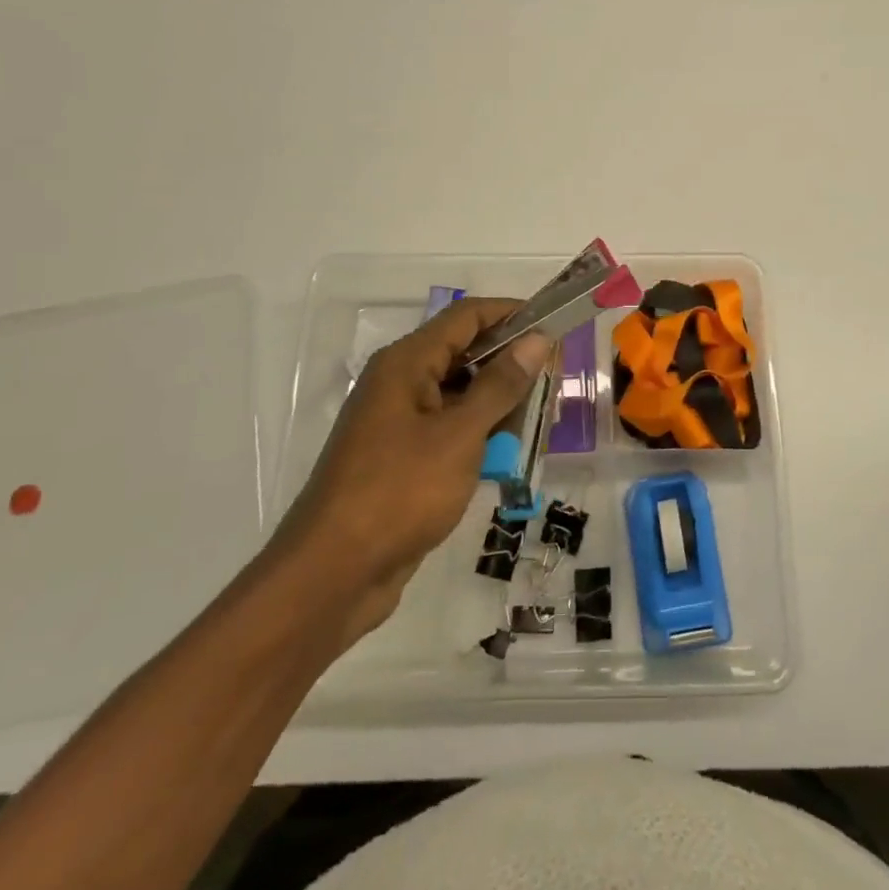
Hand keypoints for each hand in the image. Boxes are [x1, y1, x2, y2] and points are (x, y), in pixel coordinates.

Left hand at [267, 298, 553, 642]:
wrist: (333, 575)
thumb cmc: (399, 493)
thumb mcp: (459, 435)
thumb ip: (500, 385)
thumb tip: (537, 339)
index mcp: (406, 364)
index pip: (466, 316)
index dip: (511, 314)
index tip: (554, 325)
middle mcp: (399, 384)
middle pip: (463, 354)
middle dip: (509, 364)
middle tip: (554, 381)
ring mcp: (398, 423)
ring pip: (458, 396)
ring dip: (497, 404)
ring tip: (538, 422)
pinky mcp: (401, 458)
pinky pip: (448, 430)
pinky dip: (478, 436)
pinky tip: (506, 456)